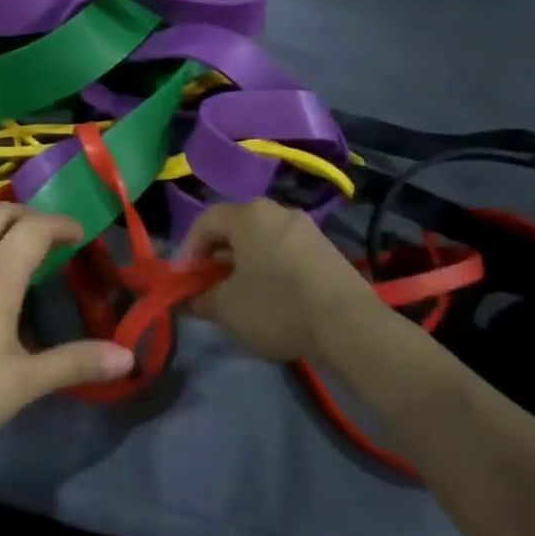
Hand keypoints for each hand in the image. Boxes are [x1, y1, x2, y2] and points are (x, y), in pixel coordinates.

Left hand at [0, 204, 135, 454]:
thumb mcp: (25, 382)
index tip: (82, 236)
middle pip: (0, 213)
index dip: (62, 224)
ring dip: (2, 226)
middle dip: (31, 216)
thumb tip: (128, 357)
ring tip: (21, 254)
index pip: (34, 227)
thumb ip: (76, 363)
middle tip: (53, 240)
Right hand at [184, 200, 381, 362]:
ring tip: (241, 297)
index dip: (188, 251)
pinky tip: (273, 298)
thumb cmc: (277, 307)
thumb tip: (184, 299)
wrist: (350, 325)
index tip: (187, 282)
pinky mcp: (326, 248)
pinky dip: (270, 267)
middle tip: (211, 288)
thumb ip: (198, 299)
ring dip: (244, 263)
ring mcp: (306, 228)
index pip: (204, 222)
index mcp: (248, 215)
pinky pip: (285, 250)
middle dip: (216, 257)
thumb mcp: (227, 308)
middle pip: (234, 228)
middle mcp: (277, 211)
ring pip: (261, 239)